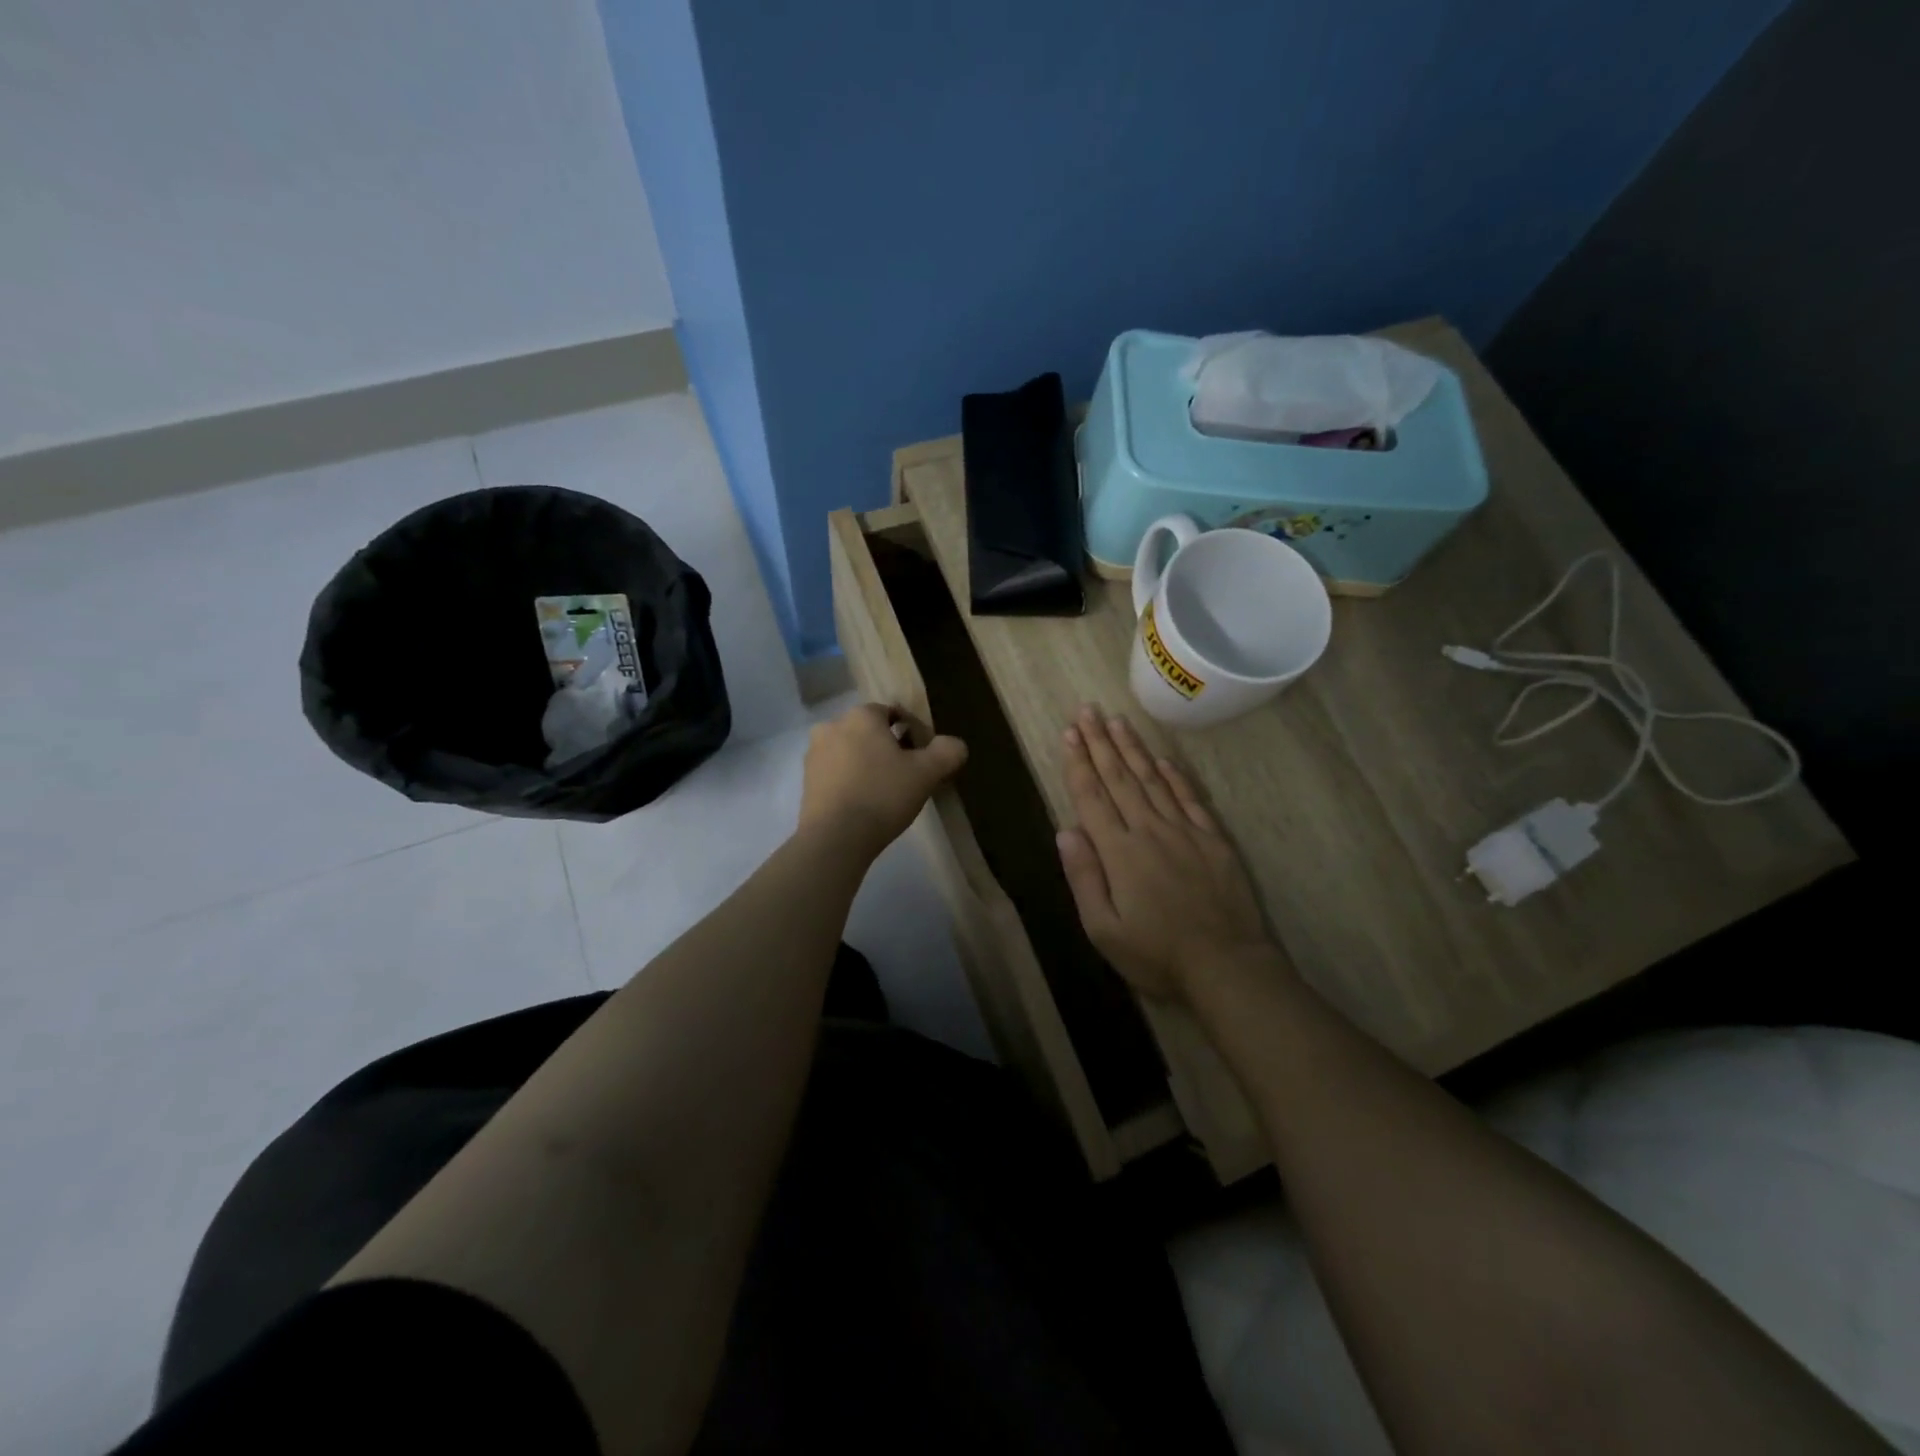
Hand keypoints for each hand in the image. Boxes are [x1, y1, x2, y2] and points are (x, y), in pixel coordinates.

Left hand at [799, 703, 967, 862]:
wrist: (835, 838)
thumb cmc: (883, 795)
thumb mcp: (927, 773)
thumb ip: (946, 752)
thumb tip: (955, 745)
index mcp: (861, 716)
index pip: (892, 713)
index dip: (913, 733)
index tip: (923, 758)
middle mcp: (832, 726)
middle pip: (870, 732)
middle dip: (888, 748)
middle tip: (907, 777)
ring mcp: (814, 754)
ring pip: (851, 752)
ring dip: (868, 765)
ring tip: (886, 793)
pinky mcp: (806, 781)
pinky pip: (836, 773)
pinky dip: (851, 781)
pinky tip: (864, 804)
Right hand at [1055, 706, 1272, 998]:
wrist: (1227, 966)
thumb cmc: (1157, 955)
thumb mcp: (1103, 930)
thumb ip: (1084, 877)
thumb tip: (1066, 830)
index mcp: (1119, 852)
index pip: (1092, 797)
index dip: (1078, 763)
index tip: (1068, 733)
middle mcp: (1149, 830)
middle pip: (1119, 778)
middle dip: (1100, 742)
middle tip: (1087, 711)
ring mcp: (1184, 831)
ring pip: (1152, 779)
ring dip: (1132, 749)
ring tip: (1116, 720)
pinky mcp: (1213, 839)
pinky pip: (1189, 798)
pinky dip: (1174, 775)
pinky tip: (1162, 758)